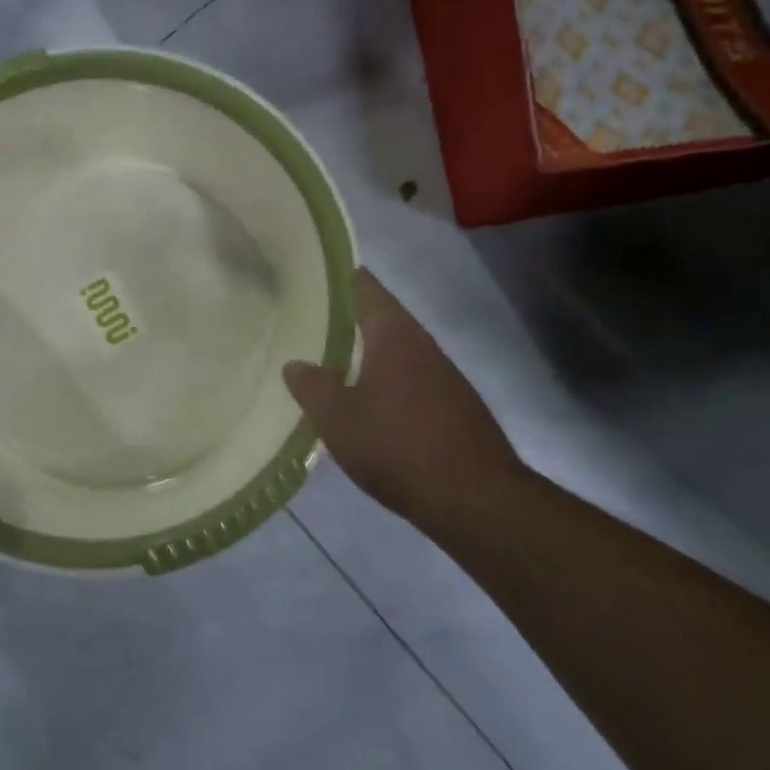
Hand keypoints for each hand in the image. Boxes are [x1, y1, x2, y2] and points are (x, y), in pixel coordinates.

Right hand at [285, 269, 528, 530]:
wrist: (474, 498)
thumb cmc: (397, 446)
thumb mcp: (338, 418)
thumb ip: (313, 387)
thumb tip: (295, 364)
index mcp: (394, 336)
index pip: (368, 290)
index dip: (346, 278)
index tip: (322, 271)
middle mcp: (423, 346)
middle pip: (387, 319)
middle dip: (355, 317)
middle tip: (318, 319)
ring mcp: (446, 377)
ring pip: (402, 352)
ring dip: (373, 353)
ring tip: (339, 360)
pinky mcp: (456, 407)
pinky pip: (415, 381)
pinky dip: (391, 381)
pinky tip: (374, 403)